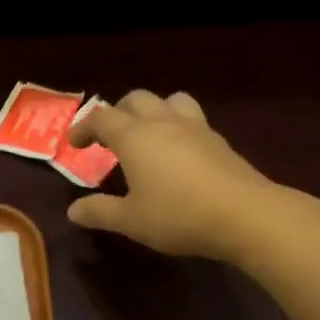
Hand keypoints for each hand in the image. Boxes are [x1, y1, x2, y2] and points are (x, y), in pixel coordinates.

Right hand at [66, 90, 276, 258]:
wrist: (245, 215)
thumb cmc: (178, 215)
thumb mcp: (131, 220)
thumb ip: (100, 212)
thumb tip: (73, 211)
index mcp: (135, 136)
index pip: (101, 118)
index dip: (84, 127)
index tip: (74, 144)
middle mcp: (163, 123)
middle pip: (136, 99)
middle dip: (118, 112)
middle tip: (109, 136)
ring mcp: (196, 128)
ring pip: (171, 101)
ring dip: (154, 111)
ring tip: (148, 135)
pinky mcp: (220, 141)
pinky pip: (193, 121)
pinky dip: (178, 129)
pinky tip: (179, 154)